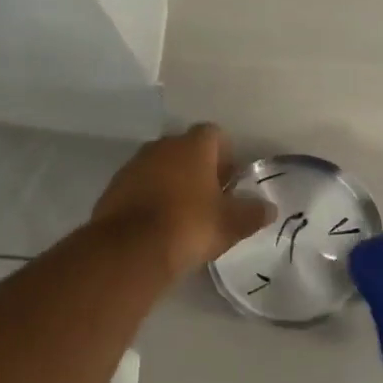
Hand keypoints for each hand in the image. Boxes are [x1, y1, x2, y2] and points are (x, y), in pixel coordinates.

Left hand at [92, 124, 271, 277]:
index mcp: (193, 146)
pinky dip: (149, 198)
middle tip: (210, 198)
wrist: (131, 249)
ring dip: (171, 182)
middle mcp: (161, 146)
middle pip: (185, 149)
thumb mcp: (231, 224)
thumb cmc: (190, 226)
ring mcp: (133, 165)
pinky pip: (139, 186)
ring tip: (183, 213)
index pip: (214, 134)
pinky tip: (157, 224)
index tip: (230, 179)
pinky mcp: (113, 188)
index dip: (225, 154)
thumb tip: (268, 208)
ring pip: (159, 166)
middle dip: (197, 168)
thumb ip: (252, 213)